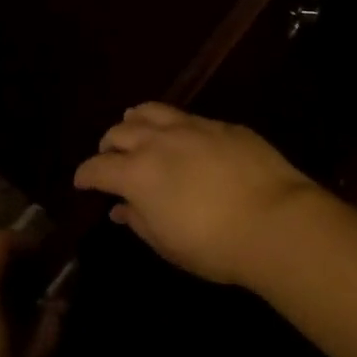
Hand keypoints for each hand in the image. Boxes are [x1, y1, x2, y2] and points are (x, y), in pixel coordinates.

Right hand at [73, 104, 323, 285]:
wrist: (274, 220)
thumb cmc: (214, 245)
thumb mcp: (167, 243)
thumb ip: (139, 220)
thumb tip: (120, 208)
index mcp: (138, 173)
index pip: (98, 167)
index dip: (85, 174)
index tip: (82, 182)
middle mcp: (159, 141)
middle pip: (121, 131)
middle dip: (109, 144)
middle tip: (110, 157)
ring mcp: (193, 127)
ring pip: (153, 111)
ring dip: (137, 121)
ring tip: (135, 128)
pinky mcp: (223, 125)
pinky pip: (188, 117)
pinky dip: (174, 125)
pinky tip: (182, 136)